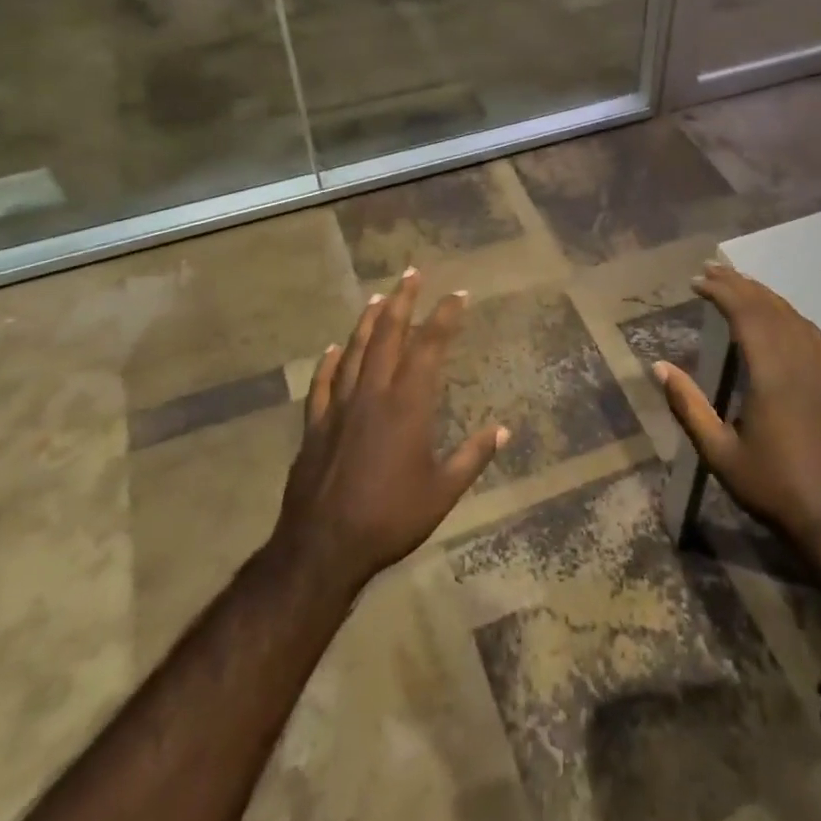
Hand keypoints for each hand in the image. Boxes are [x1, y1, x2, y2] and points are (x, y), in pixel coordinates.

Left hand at [271, 268, 507, 598]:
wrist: (323, 547)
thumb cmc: (390, 518)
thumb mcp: (442, 492)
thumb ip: (473, 457)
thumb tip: (504, 430)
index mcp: (407, 405)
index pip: (429, 347)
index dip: (444, 317)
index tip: (458, 295)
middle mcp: (373, 394)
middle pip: (388, 336)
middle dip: (403, 301)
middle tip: (412, 273)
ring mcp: (340, 407)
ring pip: (355, 351)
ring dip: (368, 321)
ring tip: (378, 297)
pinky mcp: (315, 426)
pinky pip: (322, 384)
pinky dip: (329, 362)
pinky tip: (332, 349)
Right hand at [656, 263, 820, 556]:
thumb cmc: (770, 486)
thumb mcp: (718, 453)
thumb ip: (688, 407)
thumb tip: (659, 367)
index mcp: (771, 376)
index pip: (747, 316)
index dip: (722, 292)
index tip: (697, 282)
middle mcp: (798, 364)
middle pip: (769, 308)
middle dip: (739, 284)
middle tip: (710, 270)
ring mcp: (820, 372)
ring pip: (793, 316)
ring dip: (764, 294)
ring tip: (739, 283)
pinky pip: (813, 334)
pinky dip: (791, 315)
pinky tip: (782, 316)